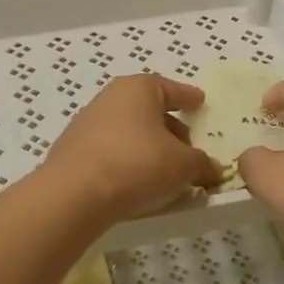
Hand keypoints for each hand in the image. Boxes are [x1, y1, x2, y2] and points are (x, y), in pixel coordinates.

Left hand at [43, 74, 222, 224]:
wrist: (74, 195)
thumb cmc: (137, 165)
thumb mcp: (183, 166)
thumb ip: (202, 164)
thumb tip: (212, 169)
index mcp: (138, 89)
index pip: (170, 88)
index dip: (188, 97)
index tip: (200, 101)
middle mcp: (109, 98)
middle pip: (148, 110)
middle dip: (170, 128)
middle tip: (188, 149)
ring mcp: (86, 124)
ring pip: (128, 131)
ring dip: (148, 147)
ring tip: (164, 172)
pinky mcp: (71, 151)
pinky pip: (110, 151)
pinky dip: (127, 161)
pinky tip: (136, 182)